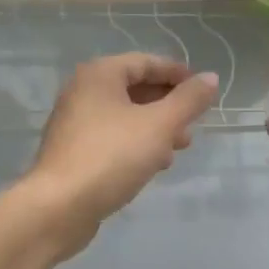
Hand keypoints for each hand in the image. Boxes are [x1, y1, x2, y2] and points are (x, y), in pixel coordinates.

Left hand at [21, 54, 219, 255]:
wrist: (58, 207)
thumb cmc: (111, 156)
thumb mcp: (159, 125)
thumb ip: (188, 101)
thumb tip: (210, 78)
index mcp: (99, 75)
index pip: (145, 61)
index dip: (177, 73)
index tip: (203, 90)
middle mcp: (82, 91)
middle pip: (134, 88)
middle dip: (168, 104)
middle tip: (193, 124)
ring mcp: (74, 122)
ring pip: (125, 116)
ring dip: (155, 127)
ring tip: (179, 147)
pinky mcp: (74, 151)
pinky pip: (112, 137)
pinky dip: (136, 143)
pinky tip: (154, 165)